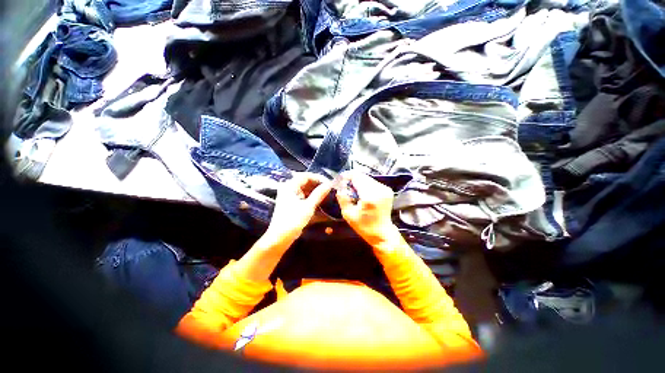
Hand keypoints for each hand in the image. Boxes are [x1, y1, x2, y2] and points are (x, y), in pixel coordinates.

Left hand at [265, 172, 331, 244]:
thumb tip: (329, 184)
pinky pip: (303, 196)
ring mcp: (290, 196)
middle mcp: (289, 188)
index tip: (329, 183)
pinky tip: (320, 200)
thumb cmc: (293, 220)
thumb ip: (318, 194)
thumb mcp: (308, 207)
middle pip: (305, 181)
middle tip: (329, 189)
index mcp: (289, 186)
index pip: (306, 176)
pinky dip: (312, 197)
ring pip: (305, 189)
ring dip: (315, 191)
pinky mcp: (292, 203)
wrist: (280, 237)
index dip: (318, 178)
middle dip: (318, 184)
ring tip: (327, 194)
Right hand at [336, 171, 396, 245]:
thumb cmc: (364, 226)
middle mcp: (379, 189)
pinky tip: (362, 194)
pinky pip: (372, 182)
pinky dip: (365, 185)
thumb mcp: (348, 214)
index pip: (356, 177)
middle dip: (352, 180)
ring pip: (367, 178)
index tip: (341, 181)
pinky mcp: (387, 190)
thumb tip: (340, 186)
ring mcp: (385, 189)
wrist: (382, 232)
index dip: (347, 176)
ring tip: (354, 193)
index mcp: (369, 196)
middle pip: (362, 176)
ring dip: (359, 182)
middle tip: (346, 188)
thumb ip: (343, 198)